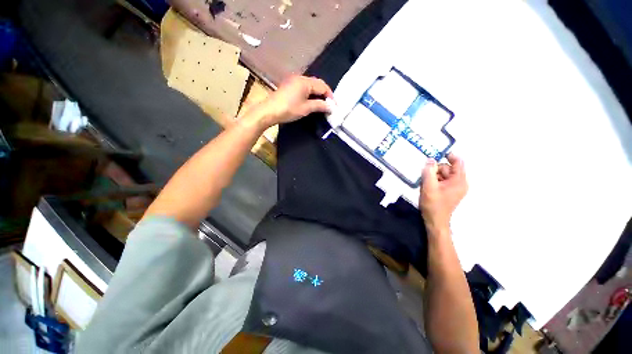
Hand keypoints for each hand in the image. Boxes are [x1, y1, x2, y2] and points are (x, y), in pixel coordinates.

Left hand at [259, 75, 333, 125]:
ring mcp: (294, 81)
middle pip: (317, 84)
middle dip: (325, 94)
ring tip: (322, 104)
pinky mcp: (289, 86)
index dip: (330, 96)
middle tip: (329, 105)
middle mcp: (300, 78)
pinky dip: (310, 93)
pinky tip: (312, 101)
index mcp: (305, 82)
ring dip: (317, 94)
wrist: (269, 111)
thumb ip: (319, 105)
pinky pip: (304, 87)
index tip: (335, 106)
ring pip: (311, 85)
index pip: (323, 86)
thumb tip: (331, 107)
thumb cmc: (288, 109)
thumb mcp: (306, 108)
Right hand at [419, 153, 467, 232]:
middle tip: (425, 175)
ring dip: (433, 176)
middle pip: (448, 168)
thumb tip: (430, 159)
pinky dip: (434, 181)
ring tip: (425, 183)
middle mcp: (460, 183)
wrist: (434, 220)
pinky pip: (442, 180)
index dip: (449, 155)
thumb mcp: (429, 186)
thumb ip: (429, 171)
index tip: (436, 152)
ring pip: (443, 174)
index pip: (458, 162)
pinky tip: (428, 186)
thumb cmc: (433, 204)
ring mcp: (455, 188)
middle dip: (436, 169)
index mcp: (459, 181)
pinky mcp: (449, 191)